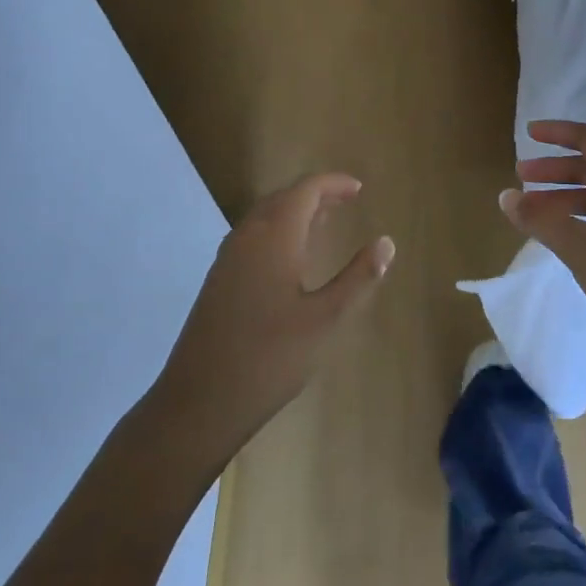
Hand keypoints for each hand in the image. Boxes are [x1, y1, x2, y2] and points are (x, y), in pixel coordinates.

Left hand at [154, 175, 393, 455]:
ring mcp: (227, 259)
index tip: (358, 188)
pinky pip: (252, 237)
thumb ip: (358, 278)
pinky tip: (290, 258)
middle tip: (346, 201)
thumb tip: (386, 242)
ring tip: (324, 222)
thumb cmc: (270, 358)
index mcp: (274, 237)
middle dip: (315, 195)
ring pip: (264, 217)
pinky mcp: (218, 281)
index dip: (332, 184)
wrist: (199, 402)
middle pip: (282, 198)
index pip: (305, 191)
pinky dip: (278, 231)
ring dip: (295, 212)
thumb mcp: (326, 319)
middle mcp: (247, 237)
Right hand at [500, 121, 585, 379]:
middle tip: (521, 176)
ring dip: (565, 196)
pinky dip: (580, 218)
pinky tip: (564, 236)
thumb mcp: (581, 248)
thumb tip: (506, 196)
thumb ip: (541, 220)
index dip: (558, 133)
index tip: (528, 134)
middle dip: (555, 169)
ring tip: (534, 210)